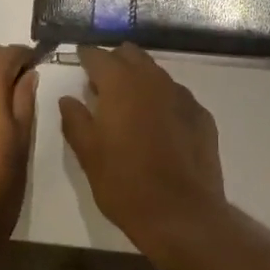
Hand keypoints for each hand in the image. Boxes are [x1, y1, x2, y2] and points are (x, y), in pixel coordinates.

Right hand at [59, 44, 227, 263]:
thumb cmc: (125, 183)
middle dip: (115, 62)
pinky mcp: (201, 115)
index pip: (98, 55)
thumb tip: (68, 99)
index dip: (86, 57)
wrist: (182, 214)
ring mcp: (181, 95)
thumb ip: (75, 120)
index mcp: (120, 83)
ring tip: (130, 106)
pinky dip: (163, 102)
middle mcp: (152, 79)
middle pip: (130, 55)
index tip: (79, 62)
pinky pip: (176, 97)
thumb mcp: (88, 154)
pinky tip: (160, 127)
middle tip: (102, 85)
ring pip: (156, 73)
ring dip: (140, 80)